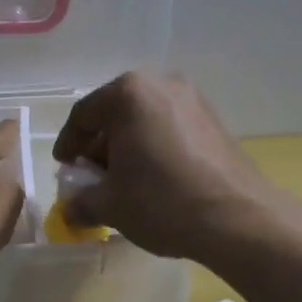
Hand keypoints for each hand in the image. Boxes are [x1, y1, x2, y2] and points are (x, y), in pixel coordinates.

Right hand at [51, 72, 279, 259]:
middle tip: (92, 177)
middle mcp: (162, 84)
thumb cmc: (162, 201)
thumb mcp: (110, 205)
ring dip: (129, 146)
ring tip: (124, 181)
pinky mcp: (215, 119)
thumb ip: (81, 200)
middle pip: (117, 112)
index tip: (64, 168)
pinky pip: (171, 127)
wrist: (238, 217)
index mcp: (130, 92)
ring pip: (146, 119)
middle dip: (100, 145)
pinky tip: (155, 178)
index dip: (69, 143)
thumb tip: (70, 208)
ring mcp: (194, 99)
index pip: (85, 114)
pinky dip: (155, 146)